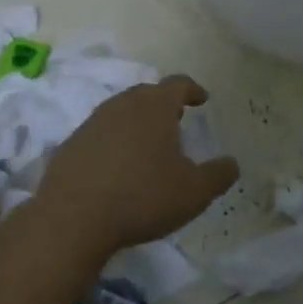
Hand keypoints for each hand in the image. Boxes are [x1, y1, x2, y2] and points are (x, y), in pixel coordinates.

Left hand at [35, 75, 239, 259]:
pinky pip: (99, 135)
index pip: (178, 84)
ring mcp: (92, 123)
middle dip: (163, 104)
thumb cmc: (142, 197)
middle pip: (147, 94)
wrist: (72, 219)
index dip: (193, 90)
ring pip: (121, 112)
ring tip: (147, 145)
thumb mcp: (193, 192)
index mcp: (154, 106)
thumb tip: (232, 164)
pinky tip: (117, 168)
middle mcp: (122, 105)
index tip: (202, 100)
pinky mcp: (70, 145)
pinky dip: (113, 143)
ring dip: (136, 123)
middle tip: (176, 121)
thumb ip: (218, 175)